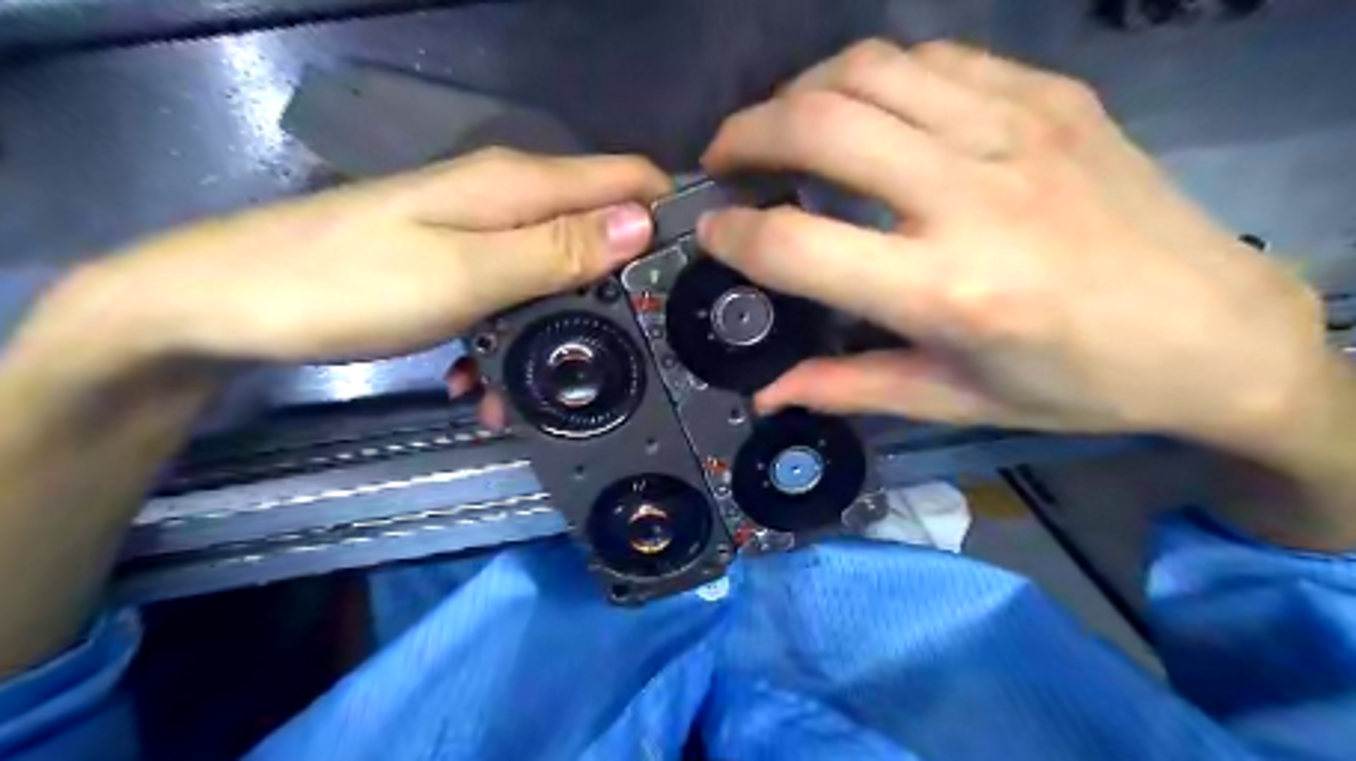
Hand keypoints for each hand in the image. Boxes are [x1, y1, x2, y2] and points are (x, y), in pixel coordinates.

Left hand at [65, 147, 667, 368]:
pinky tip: (494, 379)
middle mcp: (508, 200)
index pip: (627, 179)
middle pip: (600, 229)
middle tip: (638, 350)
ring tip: (554, 387)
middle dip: (624, 285)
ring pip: (558, 271)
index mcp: (519, 186)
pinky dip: (519, 333)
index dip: (669, 215)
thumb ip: (559, 248)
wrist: (227, 305)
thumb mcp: (468, 273)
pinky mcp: (457, 266)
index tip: (694, 276)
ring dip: (567, 325)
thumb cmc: (348, 284)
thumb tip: (642, 223)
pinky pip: (514, 295)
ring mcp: (480, 235)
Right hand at [692, 36, 1330, 452]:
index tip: (710, 232)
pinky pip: (934, 58)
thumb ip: (849, 386)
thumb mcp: (955, 398)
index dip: (734, 234)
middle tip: (722, 159)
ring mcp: (1018, 128)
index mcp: (946, 289)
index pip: (797, 243)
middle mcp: (972, 194)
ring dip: (802, 91)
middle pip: (819, 125)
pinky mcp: (1052, 94)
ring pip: (869, 69)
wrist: (1216, 329)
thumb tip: (766, 392)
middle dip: (744, 134)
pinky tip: (866, 108)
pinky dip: (875, 76)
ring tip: (782, 125)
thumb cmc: (1077, 383)